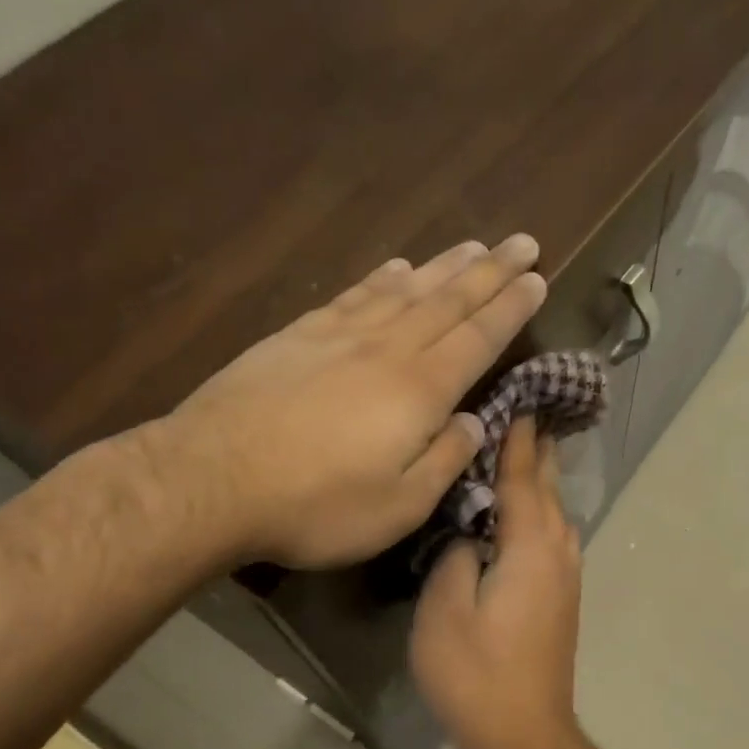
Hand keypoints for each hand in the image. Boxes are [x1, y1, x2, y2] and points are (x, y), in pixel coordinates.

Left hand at [149, 236, 546, 568]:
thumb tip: (475, 422)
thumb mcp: (399, 507)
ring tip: (473, 246)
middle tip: (523, 242)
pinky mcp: (297, 337)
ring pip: (404, 290)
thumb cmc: (315, 506)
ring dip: (443, 266)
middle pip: (449, 301)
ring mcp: (338, 337)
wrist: (210, 481)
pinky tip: (396, 267)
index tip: (538, 279)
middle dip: (491, 271)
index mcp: (420, 391)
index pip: (479, 338)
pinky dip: (381, 277)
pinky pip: (354, 296)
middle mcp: (387, 350)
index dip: (511, 308)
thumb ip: (445, 461)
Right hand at [411, 418, 583, 748]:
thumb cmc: (476, 673)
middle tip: (529, 414)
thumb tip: (468, 533)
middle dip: (539, 452)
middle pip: (549, 491)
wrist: (523, 734)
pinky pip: (556, 538)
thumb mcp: (445, 611)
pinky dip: (544, 512)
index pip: (524, 479)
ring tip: (529, 454)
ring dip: (544, 481)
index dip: (518, 441)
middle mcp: (558, 555)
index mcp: (531, 548)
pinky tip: (531, 515)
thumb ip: (455, 557)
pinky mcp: (562, 600)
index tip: (519, 402)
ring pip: (558, 515)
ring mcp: (566, 579)